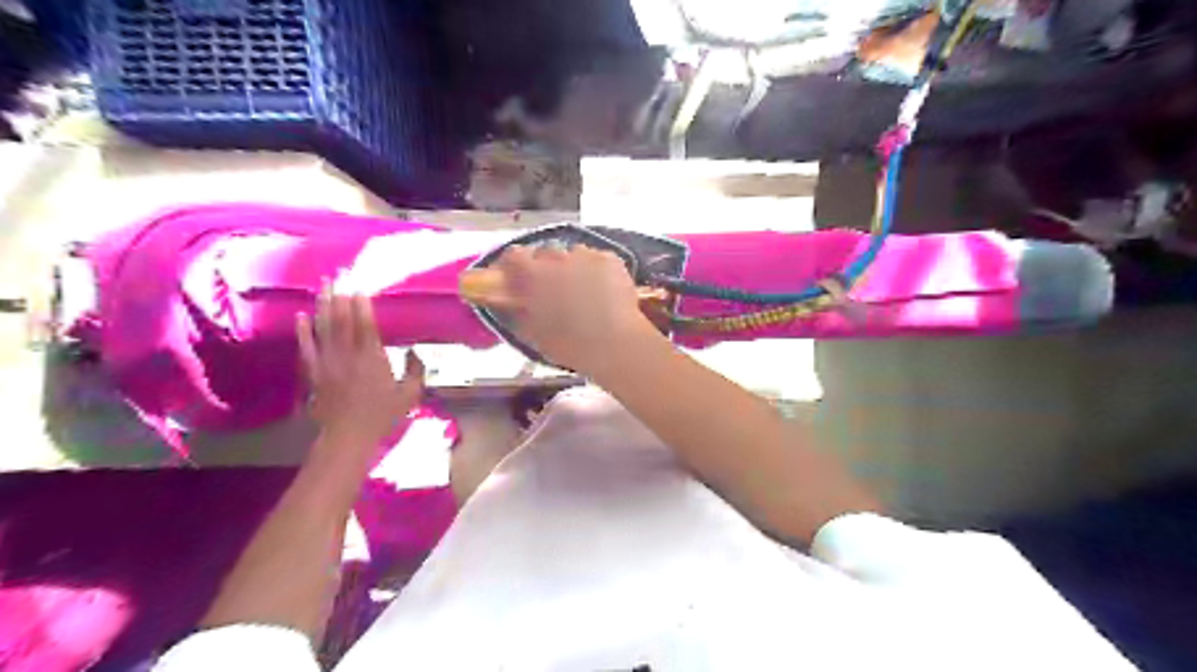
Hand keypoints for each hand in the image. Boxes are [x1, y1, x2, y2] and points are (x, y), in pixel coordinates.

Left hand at [294, 283, 421, 449]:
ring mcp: (329, 362)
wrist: (349, 435)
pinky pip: (307, 347)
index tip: (359, 287)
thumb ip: (415, 371)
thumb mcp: (410, 395)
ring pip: (324, 327)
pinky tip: (301, 315)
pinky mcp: (315, 372)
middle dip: (340, 296)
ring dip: (323, 305)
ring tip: (323, 285)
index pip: (365, 325)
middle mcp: (349, 355)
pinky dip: (303, 331)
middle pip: (342, 319)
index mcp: (373, 358)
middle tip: (338, 275)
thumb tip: (415, 353)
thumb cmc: (383, 415)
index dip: (361, 305)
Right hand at [493, 244, 657, 374]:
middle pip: (546, 254)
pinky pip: (597, 260)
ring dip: (574, 268)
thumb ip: (517, 311)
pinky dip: (598, 271)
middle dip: (547, 268)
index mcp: (532, 276)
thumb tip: (509, 300)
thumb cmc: (569, 345)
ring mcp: (585, 256)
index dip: (515, 266)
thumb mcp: (532, 333)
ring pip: (574, 255)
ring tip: (585, 291)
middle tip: (556, 290)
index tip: (518, 278)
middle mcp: (557, 258)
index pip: (514, 256)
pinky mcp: (610, 259)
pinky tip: (605, 291)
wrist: (614, 343)